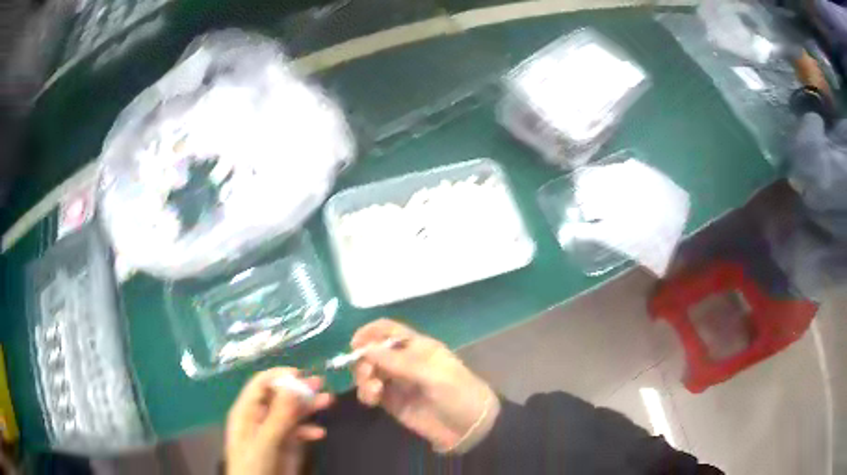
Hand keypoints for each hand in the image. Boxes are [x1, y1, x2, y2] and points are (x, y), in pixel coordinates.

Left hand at [225, 368, 332, 474]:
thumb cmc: (254, 466)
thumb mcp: (265, 441)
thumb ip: (278, 416)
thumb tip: (292, 386)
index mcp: (247, 412)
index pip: (260, 385)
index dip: (278, 376)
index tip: (300, 374)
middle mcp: (260, 418)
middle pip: (279, 396)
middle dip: (298, 389)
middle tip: (320, 382)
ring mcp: (274, 431)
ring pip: (291, 412)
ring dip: (309, 406)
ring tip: (328, 400)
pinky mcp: (286, 445)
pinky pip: (299, 431)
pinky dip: (309, 429)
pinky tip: (319, 433)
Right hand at [351, 319, 498, 452]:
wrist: (469, 428)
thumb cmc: (458, 394)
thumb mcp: (432, 375)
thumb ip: (398, 362)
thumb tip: (365, 348)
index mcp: (417, 347)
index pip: (388, 330)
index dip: (369, 332)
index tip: (355, 344)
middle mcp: (404, 361)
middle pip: (372, 351)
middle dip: (364, 360)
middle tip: (367, 374)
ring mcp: (397, 382)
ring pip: (368, 371)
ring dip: (363, 378)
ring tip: (373, 392)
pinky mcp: (392, 402)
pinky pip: (371, 391)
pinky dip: (366, 393)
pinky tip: (372, 401)